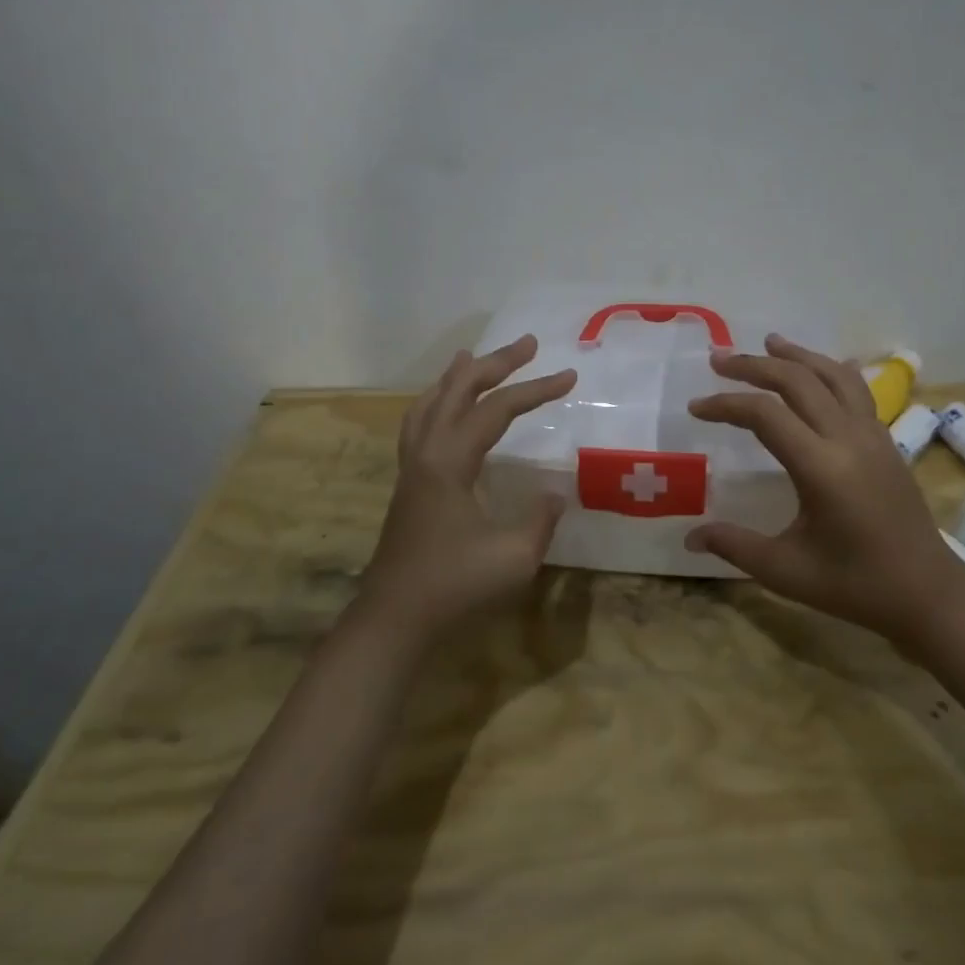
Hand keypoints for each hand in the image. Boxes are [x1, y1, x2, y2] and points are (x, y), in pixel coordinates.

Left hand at [354, 335, 576, 647]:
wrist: (394, 619)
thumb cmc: (455, 587)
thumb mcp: (515, 557)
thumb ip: (540, 519)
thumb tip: (553, 494)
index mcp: (450, 462)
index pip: (497, 410)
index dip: (536, 390)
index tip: (570, 376)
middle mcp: (426, 453)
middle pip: (458, 391)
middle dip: (495, 364)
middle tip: (528, 344)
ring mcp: (411, 468)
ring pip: (429, 404)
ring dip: (457, 378)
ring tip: (474, 358)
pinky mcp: (408, 485)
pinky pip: (419, 425)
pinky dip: (436, 403)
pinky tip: (444, 411)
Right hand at [685, 334, 964, 640]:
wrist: (928, 592)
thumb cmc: (856, 585)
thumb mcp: (787, 571)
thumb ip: (735, 546)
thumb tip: (689, 537)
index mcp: (822, 467)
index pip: (765, 415)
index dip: (726, 404)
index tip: (696, 408)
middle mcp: (849, 439)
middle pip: (798, 381)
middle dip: (754, 366)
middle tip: (719, 360)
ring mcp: (873, 435)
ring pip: (833, 376)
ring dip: (797, 356)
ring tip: (768, 342)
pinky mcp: (886, 441)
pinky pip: (856, 390)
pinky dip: (830, 371)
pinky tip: (820, 369)